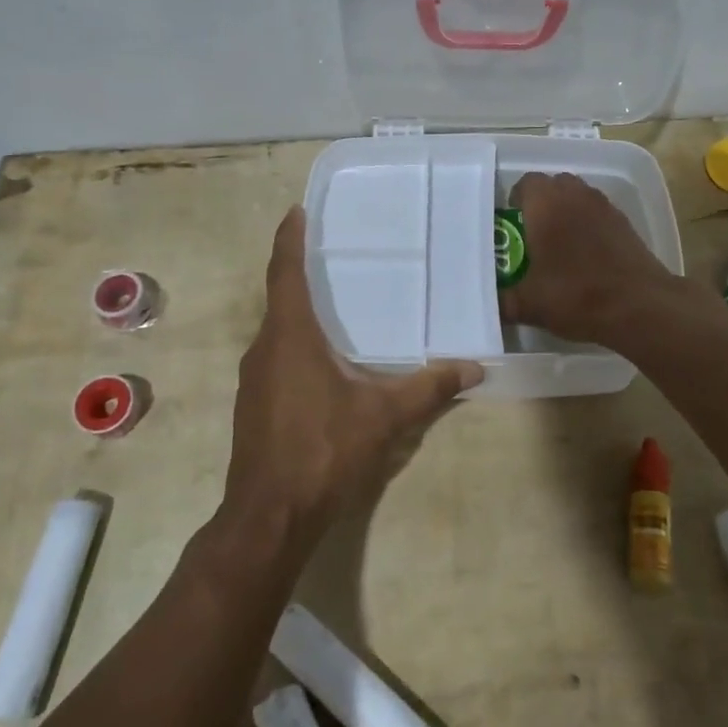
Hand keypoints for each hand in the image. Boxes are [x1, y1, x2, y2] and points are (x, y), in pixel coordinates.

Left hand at [222, 207, 481, 548]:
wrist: (269, 516)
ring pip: (276, 331)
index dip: (289, 239)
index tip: (295, 211)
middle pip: (279, 298)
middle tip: (332, 255)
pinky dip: (295, 344)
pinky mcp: (253, 405)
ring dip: (298, 312)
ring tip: (333, 304)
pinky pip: (275, 357)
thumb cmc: (323, 451)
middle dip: (300, 273)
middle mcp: (264, 349)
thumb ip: (428, 389)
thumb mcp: (383, 417)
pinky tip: (322, 361)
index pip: (284, 273)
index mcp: (290, 337)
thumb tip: (474, 368)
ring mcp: (253, 379)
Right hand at [499, 172, 681, 343]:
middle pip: (554, 184)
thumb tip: (488, 305)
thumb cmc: (576, 296)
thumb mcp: (529, 305)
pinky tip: (587, 255)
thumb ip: (503, 302)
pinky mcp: (626, 223)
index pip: (526, 183)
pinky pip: (599, 213)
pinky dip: (590, 224)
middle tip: (534, 233)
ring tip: (561, 243)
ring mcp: (604, 207)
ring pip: (579, 196)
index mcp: (545, 205)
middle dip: (542, 203)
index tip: (512, 225)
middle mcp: (575, 196)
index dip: (516, 200)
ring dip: (568, 211)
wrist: (639, 306)